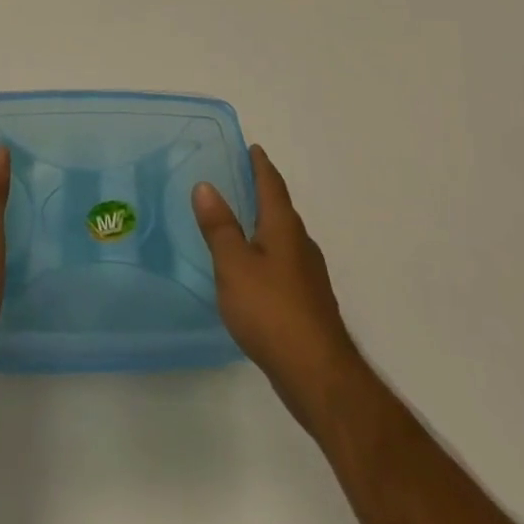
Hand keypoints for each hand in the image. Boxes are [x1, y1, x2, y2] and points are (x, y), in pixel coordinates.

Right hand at [193, 145, 365, 431]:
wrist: (319, 376)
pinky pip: (285, 265)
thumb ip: (219, 226)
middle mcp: (301, 244)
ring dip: (265, 226)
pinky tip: (255, 273)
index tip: (252, 148)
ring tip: (241, 225)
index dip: (260, 165)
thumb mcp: (234, 265)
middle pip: (280, 209)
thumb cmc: (272, 311)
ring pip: (284, 239)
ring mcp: (309, 276)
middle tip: (239, 181)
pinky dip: (268, 255)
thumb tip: (205, 185)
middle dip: (262, 193)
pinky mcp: (309, 304)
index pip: (272, 184)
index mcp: (283, 227)